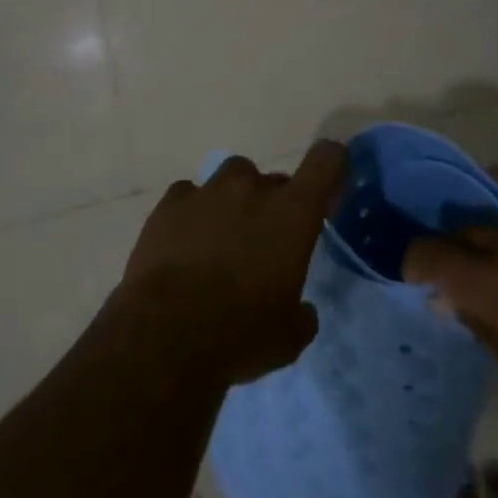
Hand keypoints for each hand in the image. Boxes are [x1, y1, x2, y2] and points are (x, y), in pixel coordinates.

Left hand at [121, 141, 345, 383]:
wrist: (166, 334)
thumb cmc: (241, 334)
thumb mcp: (289, 336)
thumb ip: (301, 313)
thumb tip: (301, 310)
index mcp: (292, 213)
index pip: (325, 161)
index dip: (332, 162)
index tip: (328, 182)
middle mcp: (252, 189)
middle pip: (272, 179)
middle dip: (272, 204)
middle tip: (263, 242)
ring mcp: (208, 191)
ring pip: (230, 178)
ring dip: (232, 200)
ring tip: (221, 237)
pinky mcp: (170, 203)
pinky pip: (188, 195)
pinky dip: (192, 212)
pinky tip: (185, 241)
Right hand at [404, 166, 497, 452]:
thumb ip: (483, 330)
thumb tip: (452, 300)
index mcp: (490, 287)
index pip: (428, 255)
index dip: (414, 264)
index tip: (417, 278)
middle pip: (458, 233)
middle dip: (451, 254)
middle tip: (462, 276)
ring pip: (491, 215)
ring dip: (482, 233)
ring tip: (491, 248)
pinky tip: (497, 182)